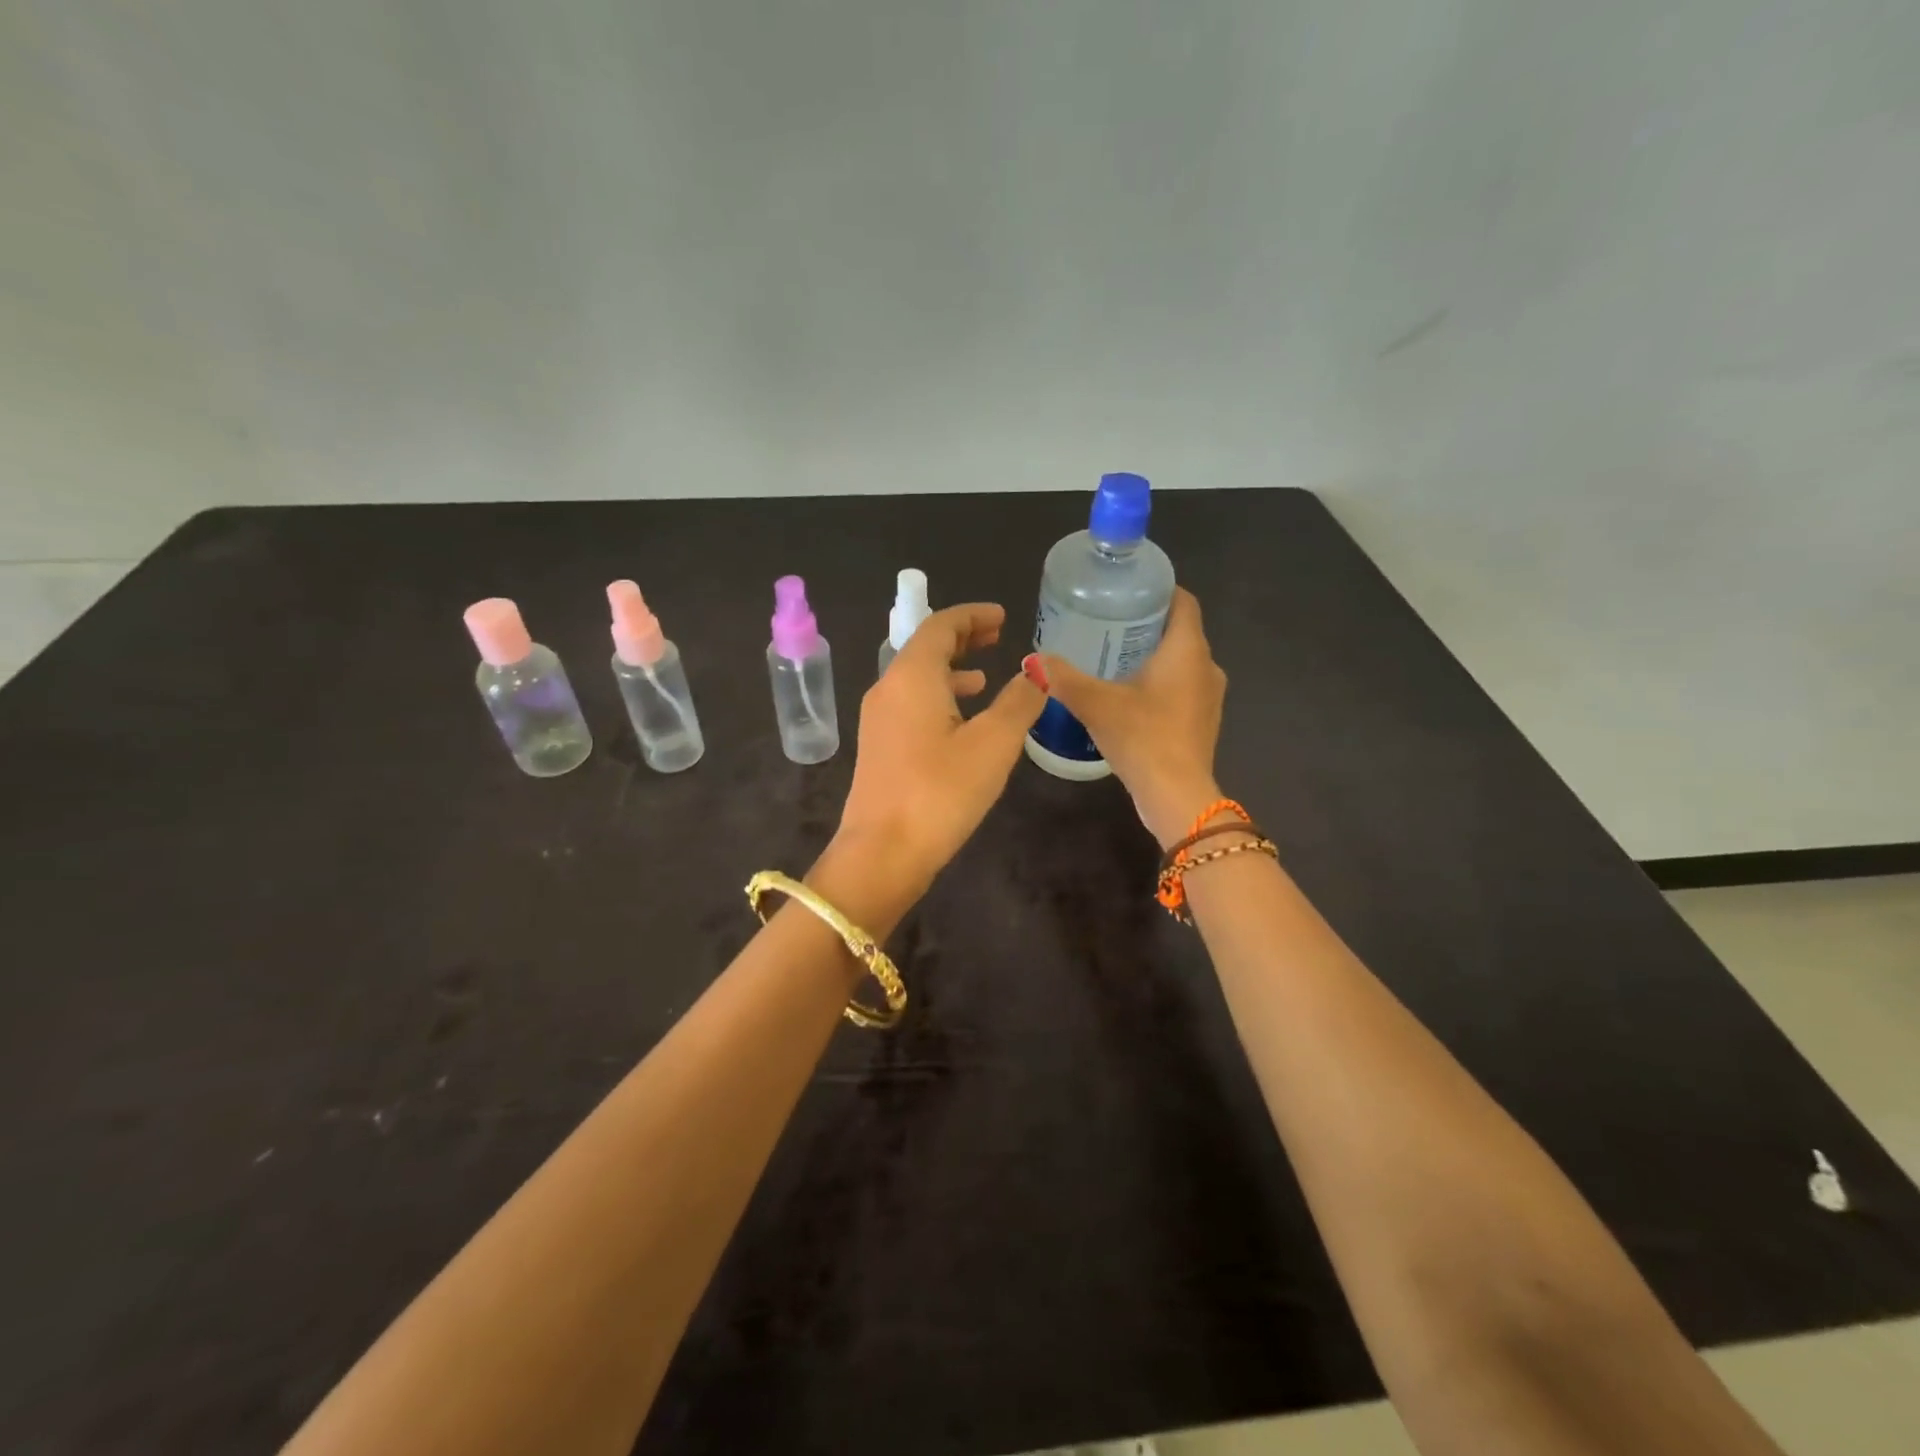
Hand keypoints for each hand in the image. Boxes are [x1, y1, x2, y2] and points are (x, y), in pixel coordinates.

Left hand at [829, 603, 1047, 915]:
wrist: (882, 853)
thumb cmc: (940, 792)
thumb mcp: (993, 744)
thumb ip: (1019, 701)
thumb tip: (1037, 670)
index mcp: (911, 676)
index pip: (939, 626)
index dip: (972, 616)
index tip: (1002, 617)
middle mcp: (888, 689)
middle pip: (925, 649)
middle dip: (962, 639)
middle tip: (997, 636)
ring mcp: (879, 720)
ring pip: (917, 679)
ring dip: (951, 671)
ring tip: (985, 677)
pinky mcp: (880, 748)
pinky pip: (911, 705)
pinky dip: (939, 699)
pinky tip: (962, 723)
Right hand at [1039, 587, 1226, 846]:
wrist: (1177, 796)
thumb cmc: (1143, 738)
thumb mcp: (1096, 704)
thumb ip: (1064, 678)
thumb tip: (1033, 660)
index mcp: (1188, 650)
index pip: (1184, 601)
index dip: (1158, 590)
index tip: (1125, 591)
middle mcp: (1206, 666)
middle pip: (1179, 631)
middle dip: (1145, 625)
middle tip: (1106, 624)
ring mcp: (1209, 697)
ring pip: (1180, 662)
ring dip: (1152, 657)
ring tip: (1111, 659)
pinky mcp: (1202, 722)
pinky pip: (1181, 688)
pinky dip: (1158, 684)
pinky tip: (1127, 696)